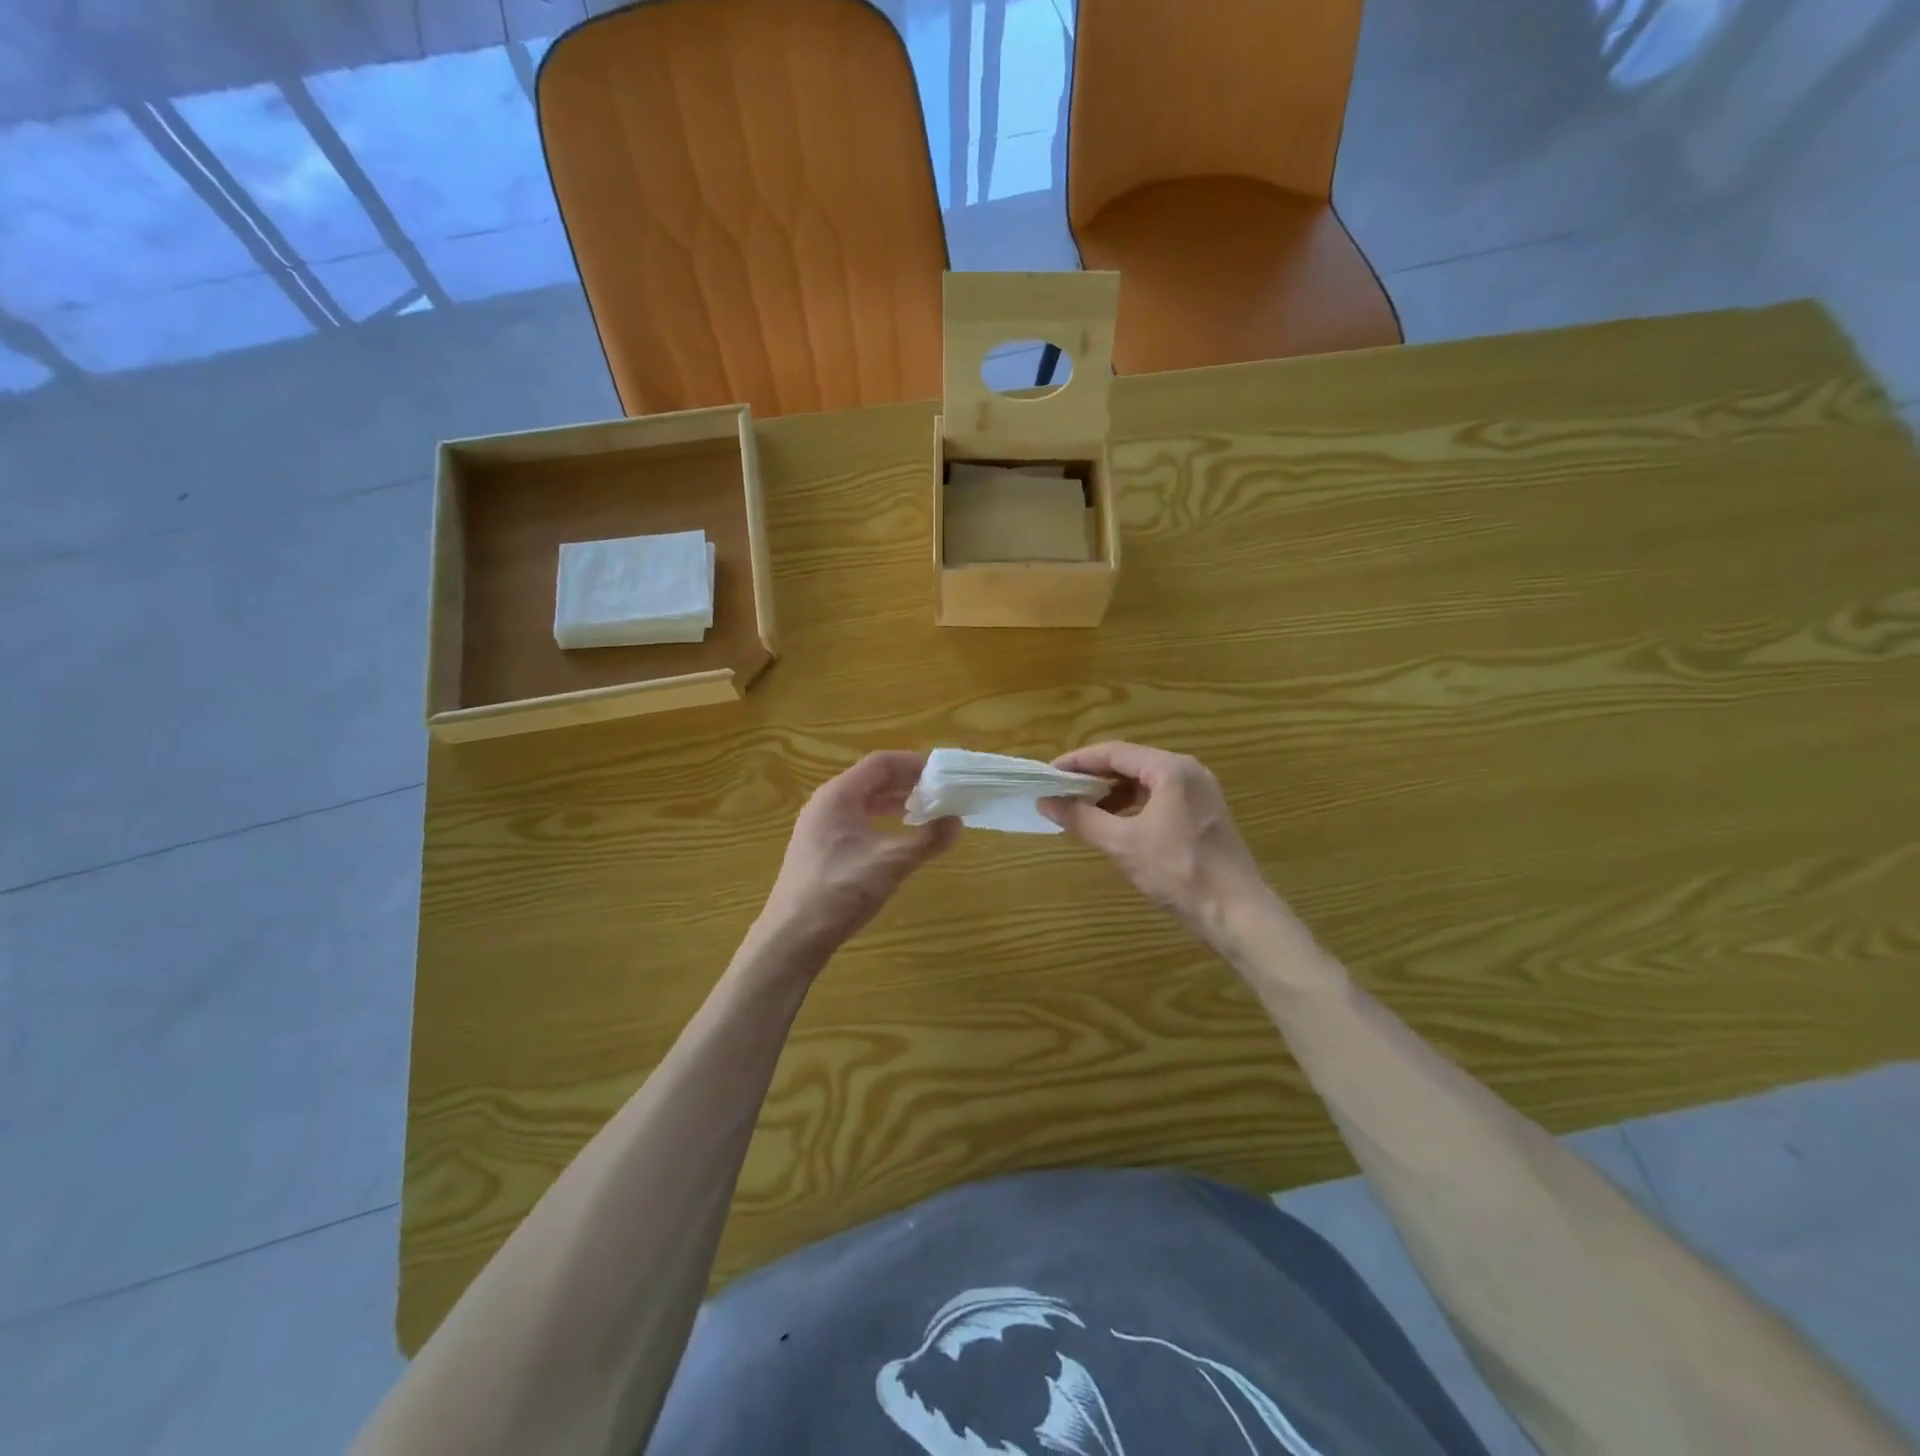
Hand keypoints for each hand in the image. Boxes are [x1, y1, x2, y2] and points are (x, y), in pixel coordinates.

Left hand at [753, 752, 958, 968]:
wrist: (791, 937)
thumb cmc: (840, 890)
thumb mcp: (891, 863)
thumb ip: (927, 839)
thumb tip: (957, 821)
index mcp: (838, 795)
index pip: (880, 763)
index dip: (914, 763)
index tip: (943, 773)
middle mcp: (825, 804)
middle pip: (871, 780)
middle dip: (907, 783)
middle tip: (941, 792)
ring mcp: (819, 828)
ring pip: (863, 802)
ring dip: (895, 803)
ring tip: (926, 812)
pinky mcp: (819, 850)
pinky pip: (856, 822)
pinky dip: (881, 822)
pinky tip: (898, 839)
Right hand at [1041, 742, 1271, 944]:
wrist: (1237, 913)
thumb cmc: (1179, 872)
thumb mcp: (1123, 844)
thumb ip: (1082, 818)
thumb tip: (1045, 802)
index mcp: (1171, 769)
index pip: (1114, 752)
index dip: (1078, 761)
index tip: (1048, 773)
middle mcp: (1188, 772)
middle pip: (1130, 763)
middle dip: (1093, 776)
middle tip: (1060, 790)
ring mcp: (1200, 793)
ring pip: (1145, 781)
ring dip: (1112, 792)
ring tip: (1081, 808)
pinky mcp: (1203, 814)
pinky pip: (1159, 798)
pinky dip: (1132, 805)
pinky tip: (1114, 823)